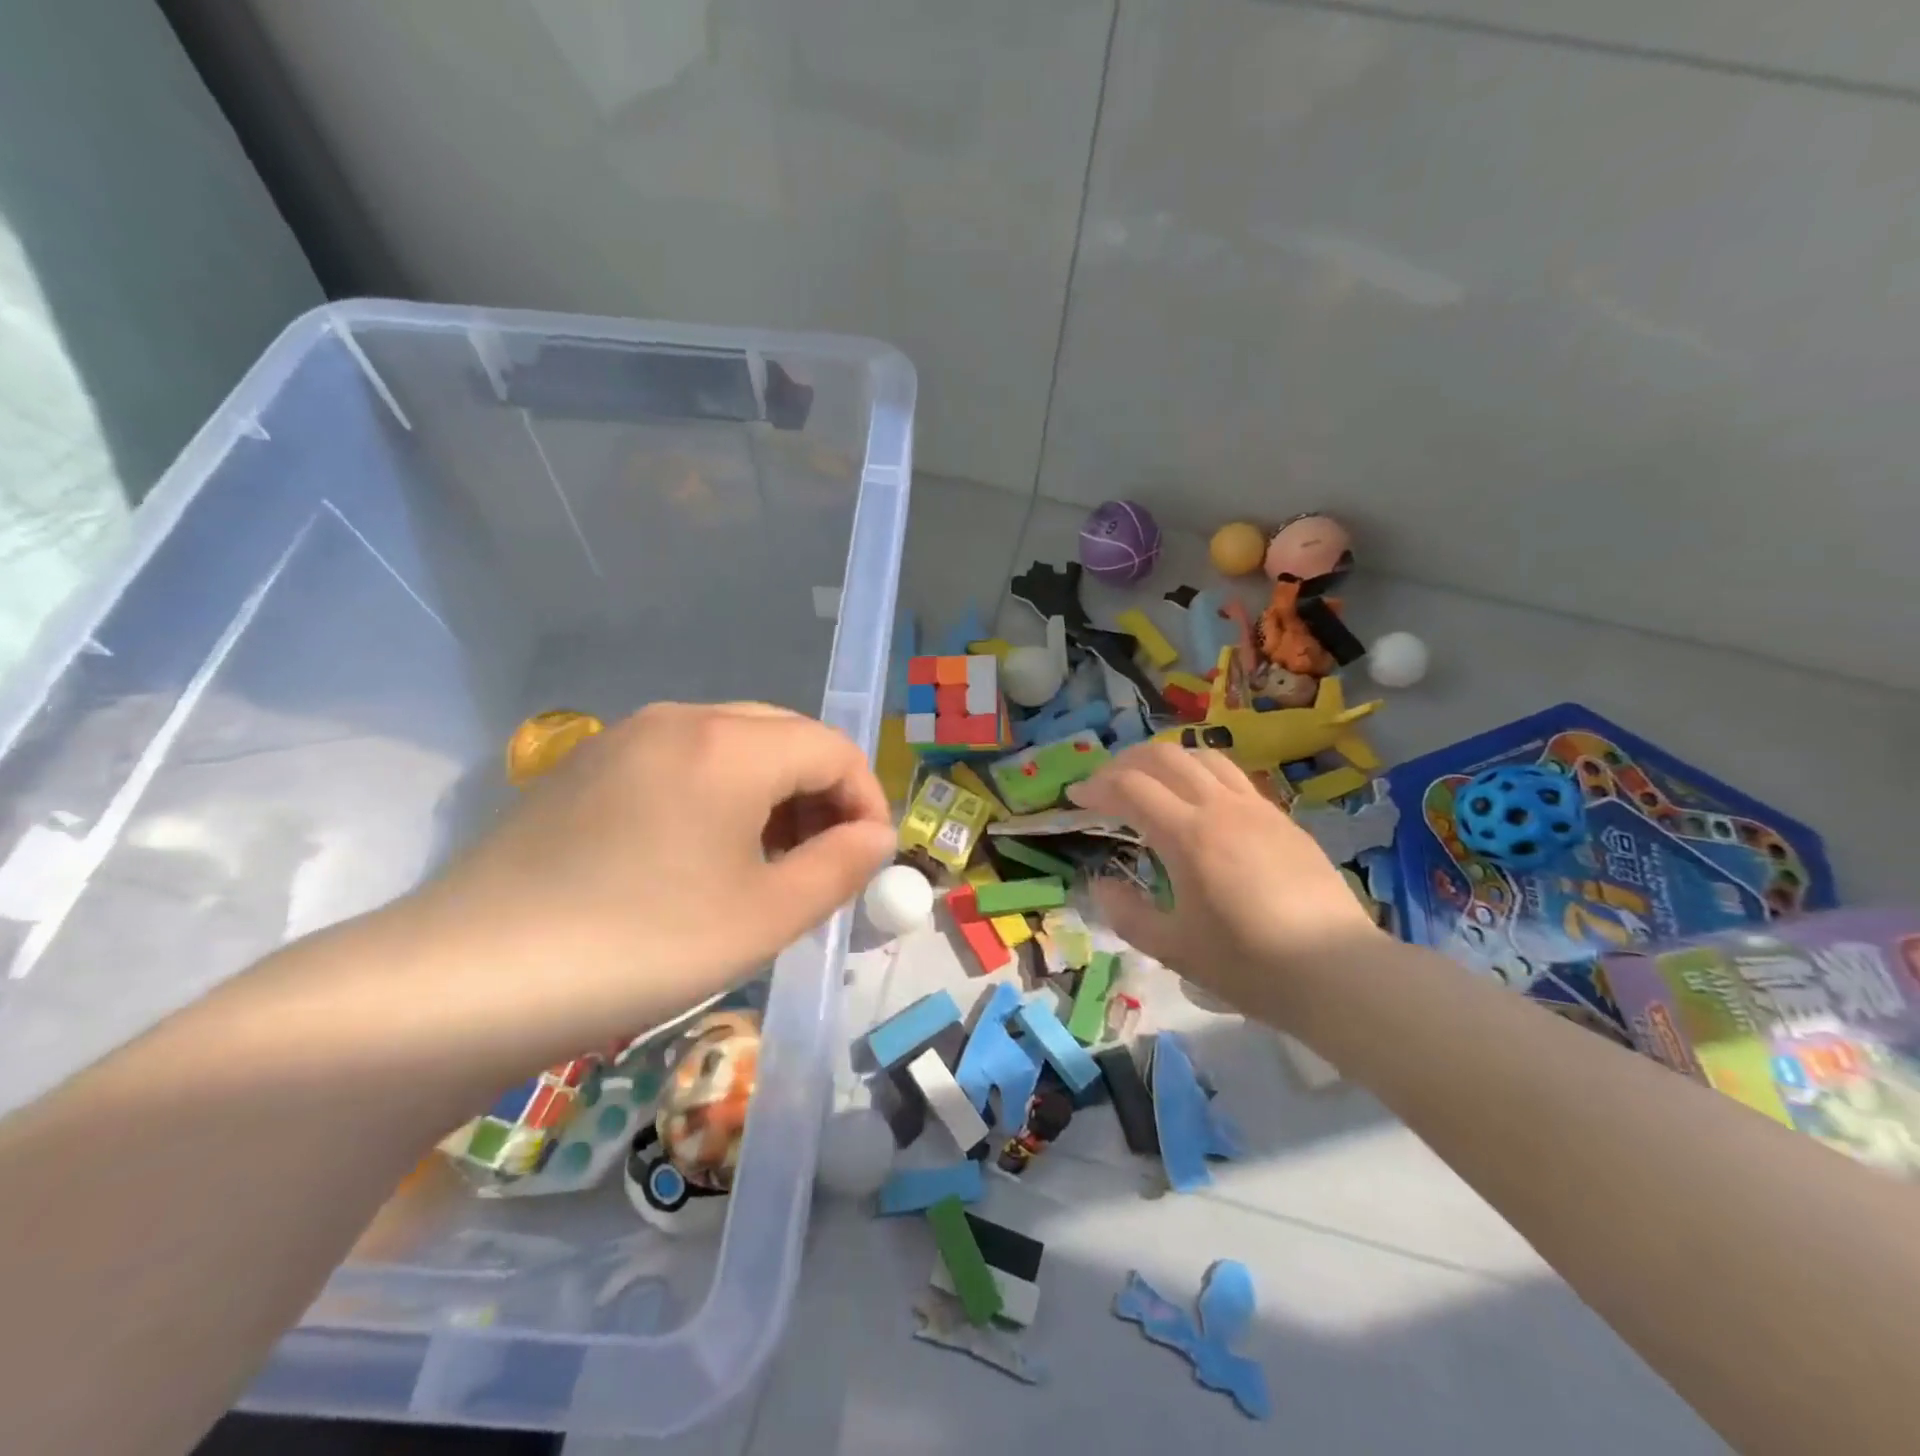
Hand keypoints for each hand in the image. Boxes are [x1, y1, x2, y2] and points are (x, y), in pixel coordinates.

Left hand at [386, 703, 894, 1072]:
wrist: (461, 983)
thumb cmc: (639, 947)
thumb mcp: (765, 916)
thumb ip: (839, 866)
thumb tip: (875, 835)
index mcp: (729, 745)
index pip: (832, 748)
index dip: (867, 799)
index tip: (869, 859)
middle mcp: (679, 720)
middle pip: (783, 736)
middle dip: (821, 794)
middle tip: (824, 863)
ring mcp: (624, 739)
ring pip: (732, 747)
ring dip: (771, 795)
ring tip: (769, 866)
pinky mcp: (585, 770)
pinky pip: (681, 763)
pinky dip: (719, 797)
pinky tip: (701, 859)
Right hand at [1071, 742, 1384, 1021]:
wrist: (1339, 973)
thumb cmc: (1250, 965)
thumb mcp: (1174, 949)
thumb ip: (1127, 914)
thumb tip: (1100, 884)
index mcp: (1188, 835)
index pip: (1130, 788)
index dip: (1096, 787)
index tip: (1075, 798)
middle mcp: (1220, 807)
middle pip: (1164, 757)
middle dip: (1124, 763)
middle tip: (1104, 785)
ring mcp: (1257, 808)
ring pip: (1202, 757)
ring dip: (1165, 759)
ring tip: (1148, 781)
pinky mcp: (1283, 819)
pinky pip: (1233, 776)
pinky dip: (1201, 773)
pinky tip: (1199, 802)